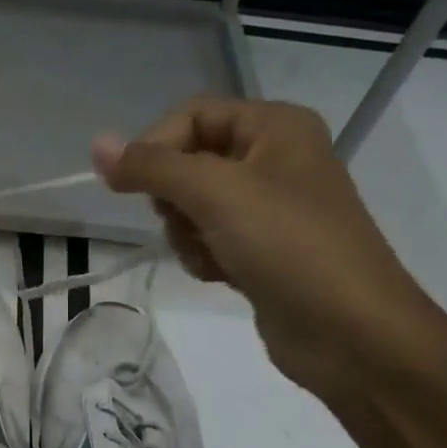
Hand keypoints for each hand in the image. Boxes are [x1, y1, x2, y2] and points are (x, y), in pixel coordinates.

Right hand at [93, 97, 438, 396]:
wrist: (350, 332)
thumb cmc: (288, 245)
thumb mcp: (215, 193)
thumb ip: (152, 166)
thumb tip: (97, 144)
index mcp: (275, 126)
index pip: (191, 115)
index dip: (157, 146)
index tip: (136, 188)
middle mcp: (273, 159)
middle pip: (188, 162)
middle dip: (175, 198)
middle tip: (190, 222)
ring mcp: (269, 208)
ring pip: (193, 206)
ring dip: (188, 234)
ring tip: (213, 256)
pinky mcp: (262, 250)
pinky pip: (209, 239)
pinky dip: (204, 257)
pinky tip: (223, 276)